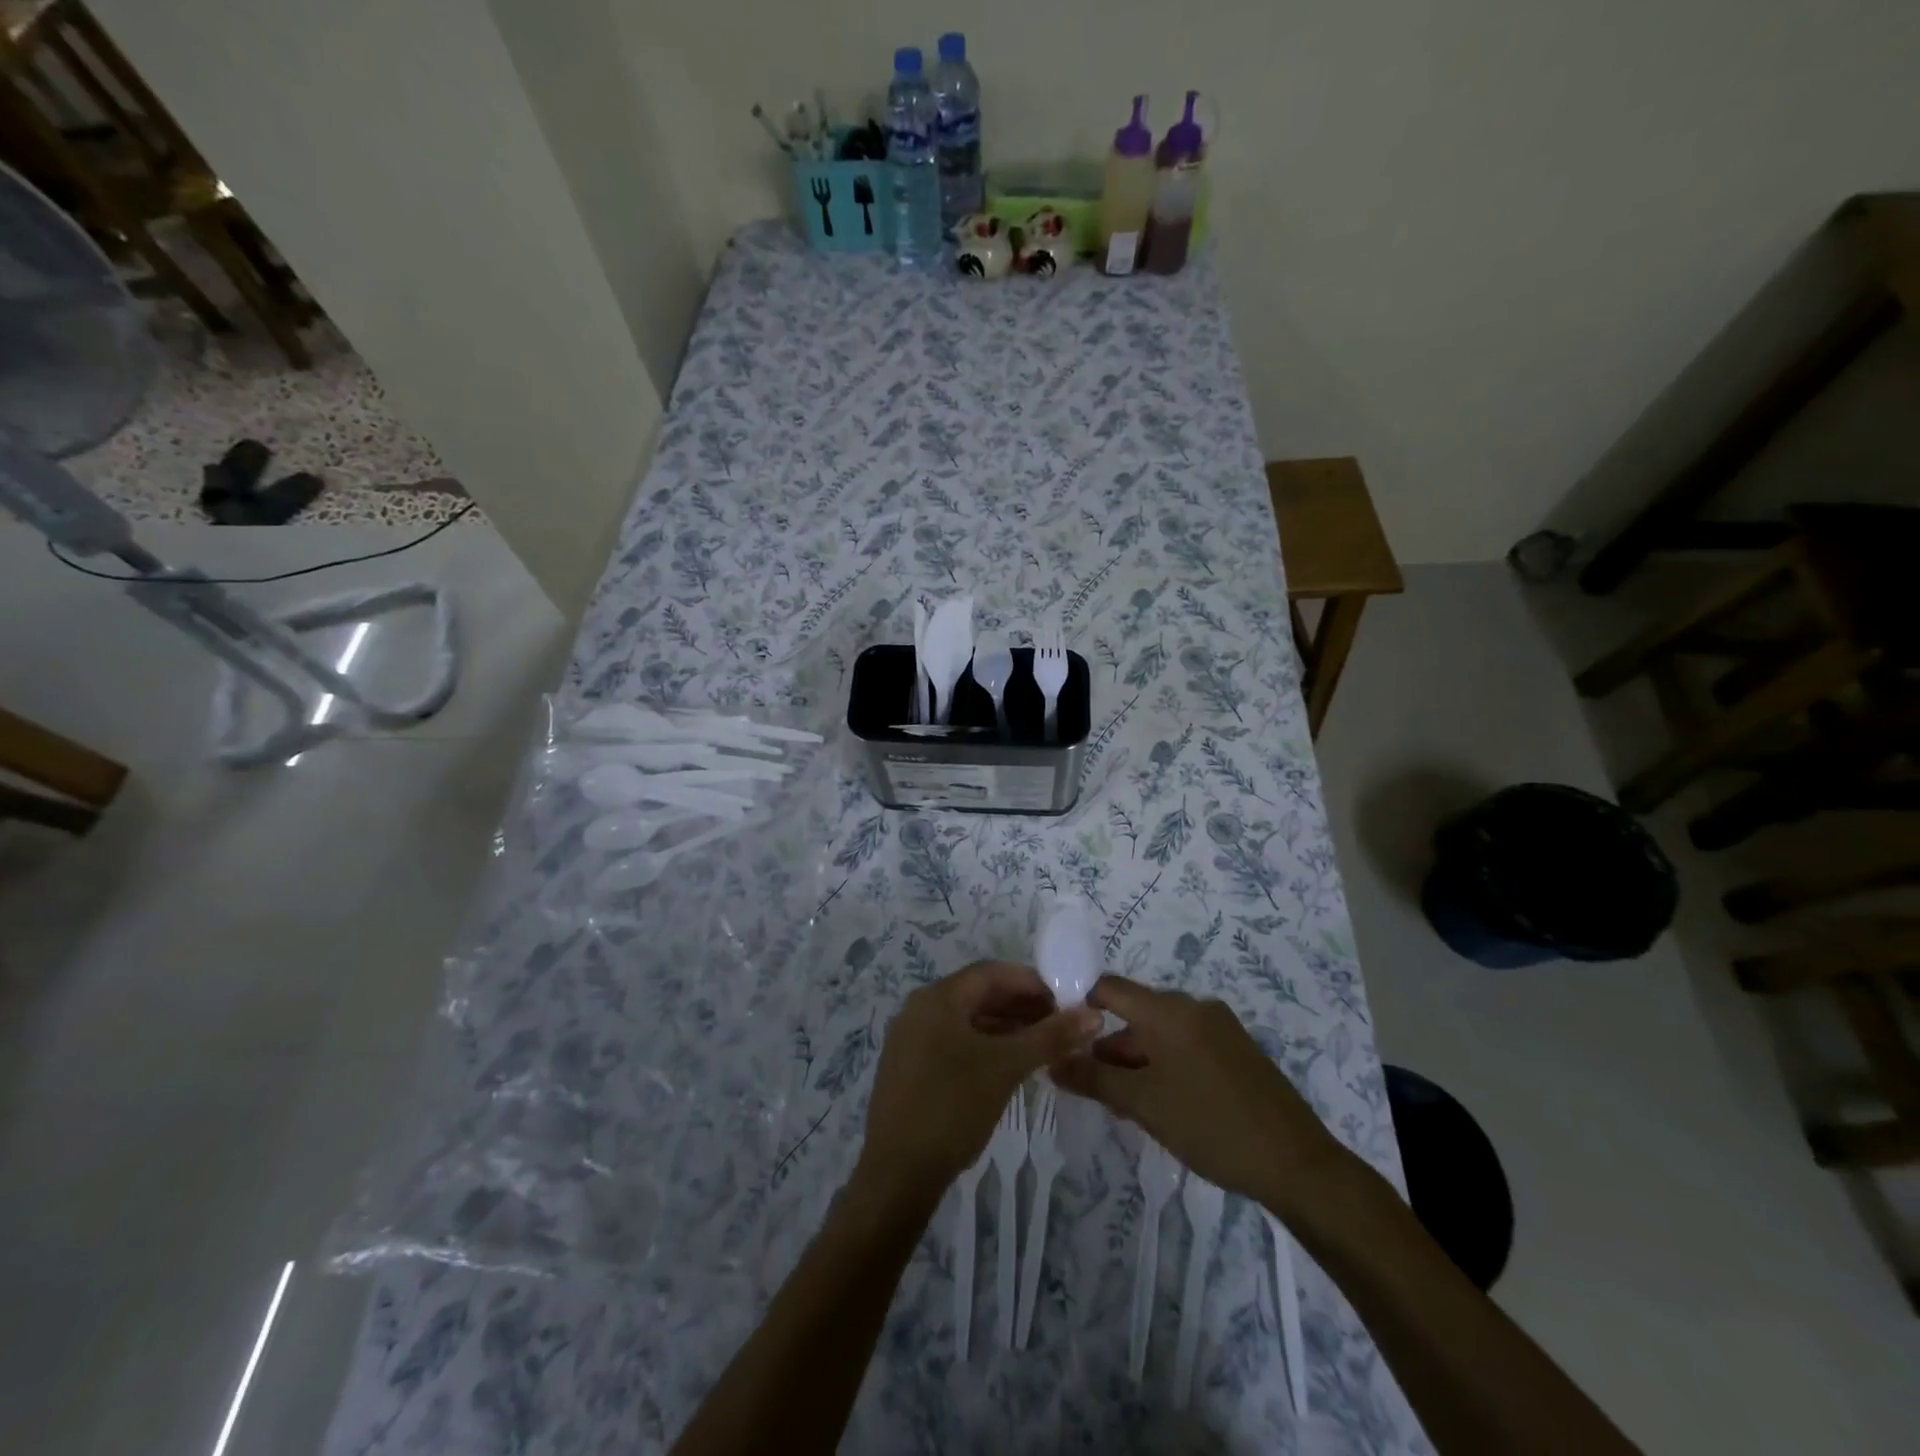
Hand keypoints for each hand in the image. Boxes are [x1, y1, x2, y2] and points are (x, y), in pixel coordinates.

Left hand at [855, 961, 1101, 1205]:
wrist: (897, 1173)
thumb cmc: (952, 1107)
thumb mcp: (1006, 1067)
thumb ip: (1050, 1037)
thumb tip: (1094, 1014)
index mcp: (937, 998)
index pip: (992, 973)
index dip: (1032, 982)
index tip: (1066, 1001)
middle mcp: (920, 1009)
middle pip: (979, 994)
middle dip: (1022, 1005)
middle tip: (1061, 1025)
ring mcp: (912, 1039)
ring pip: (969, 1021)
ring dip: (1007, 1027)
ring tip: (1045, 1045)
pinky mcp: (912, 1068)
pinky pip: (956, 1042)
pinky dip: (987, 1046)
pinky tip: (1012, 1064)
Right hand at [1049, 975, 1345, 1207]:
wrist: (1296, 1163)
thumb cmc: (1210, 1125)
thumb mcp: (1143, 1104)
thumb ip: (1094, 1078)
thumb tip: (1053, 1063)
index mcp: (1168, 1010)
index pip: (1109, 988)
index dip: (1081, 1005)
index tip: (1062, 1036)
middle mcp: (1193, 1006)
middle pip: (1136, 1013)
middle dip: (1111, 1046)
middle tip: (1092, 1086)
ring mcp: (1220, 1026)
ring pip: (1162, 1032)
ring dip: (1139, 1059)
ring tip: (1126, 1103)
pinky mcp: (1238, 1049)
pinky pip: (1188, 1044)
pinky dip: (1167, 1064)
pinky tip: (1164, 1103)